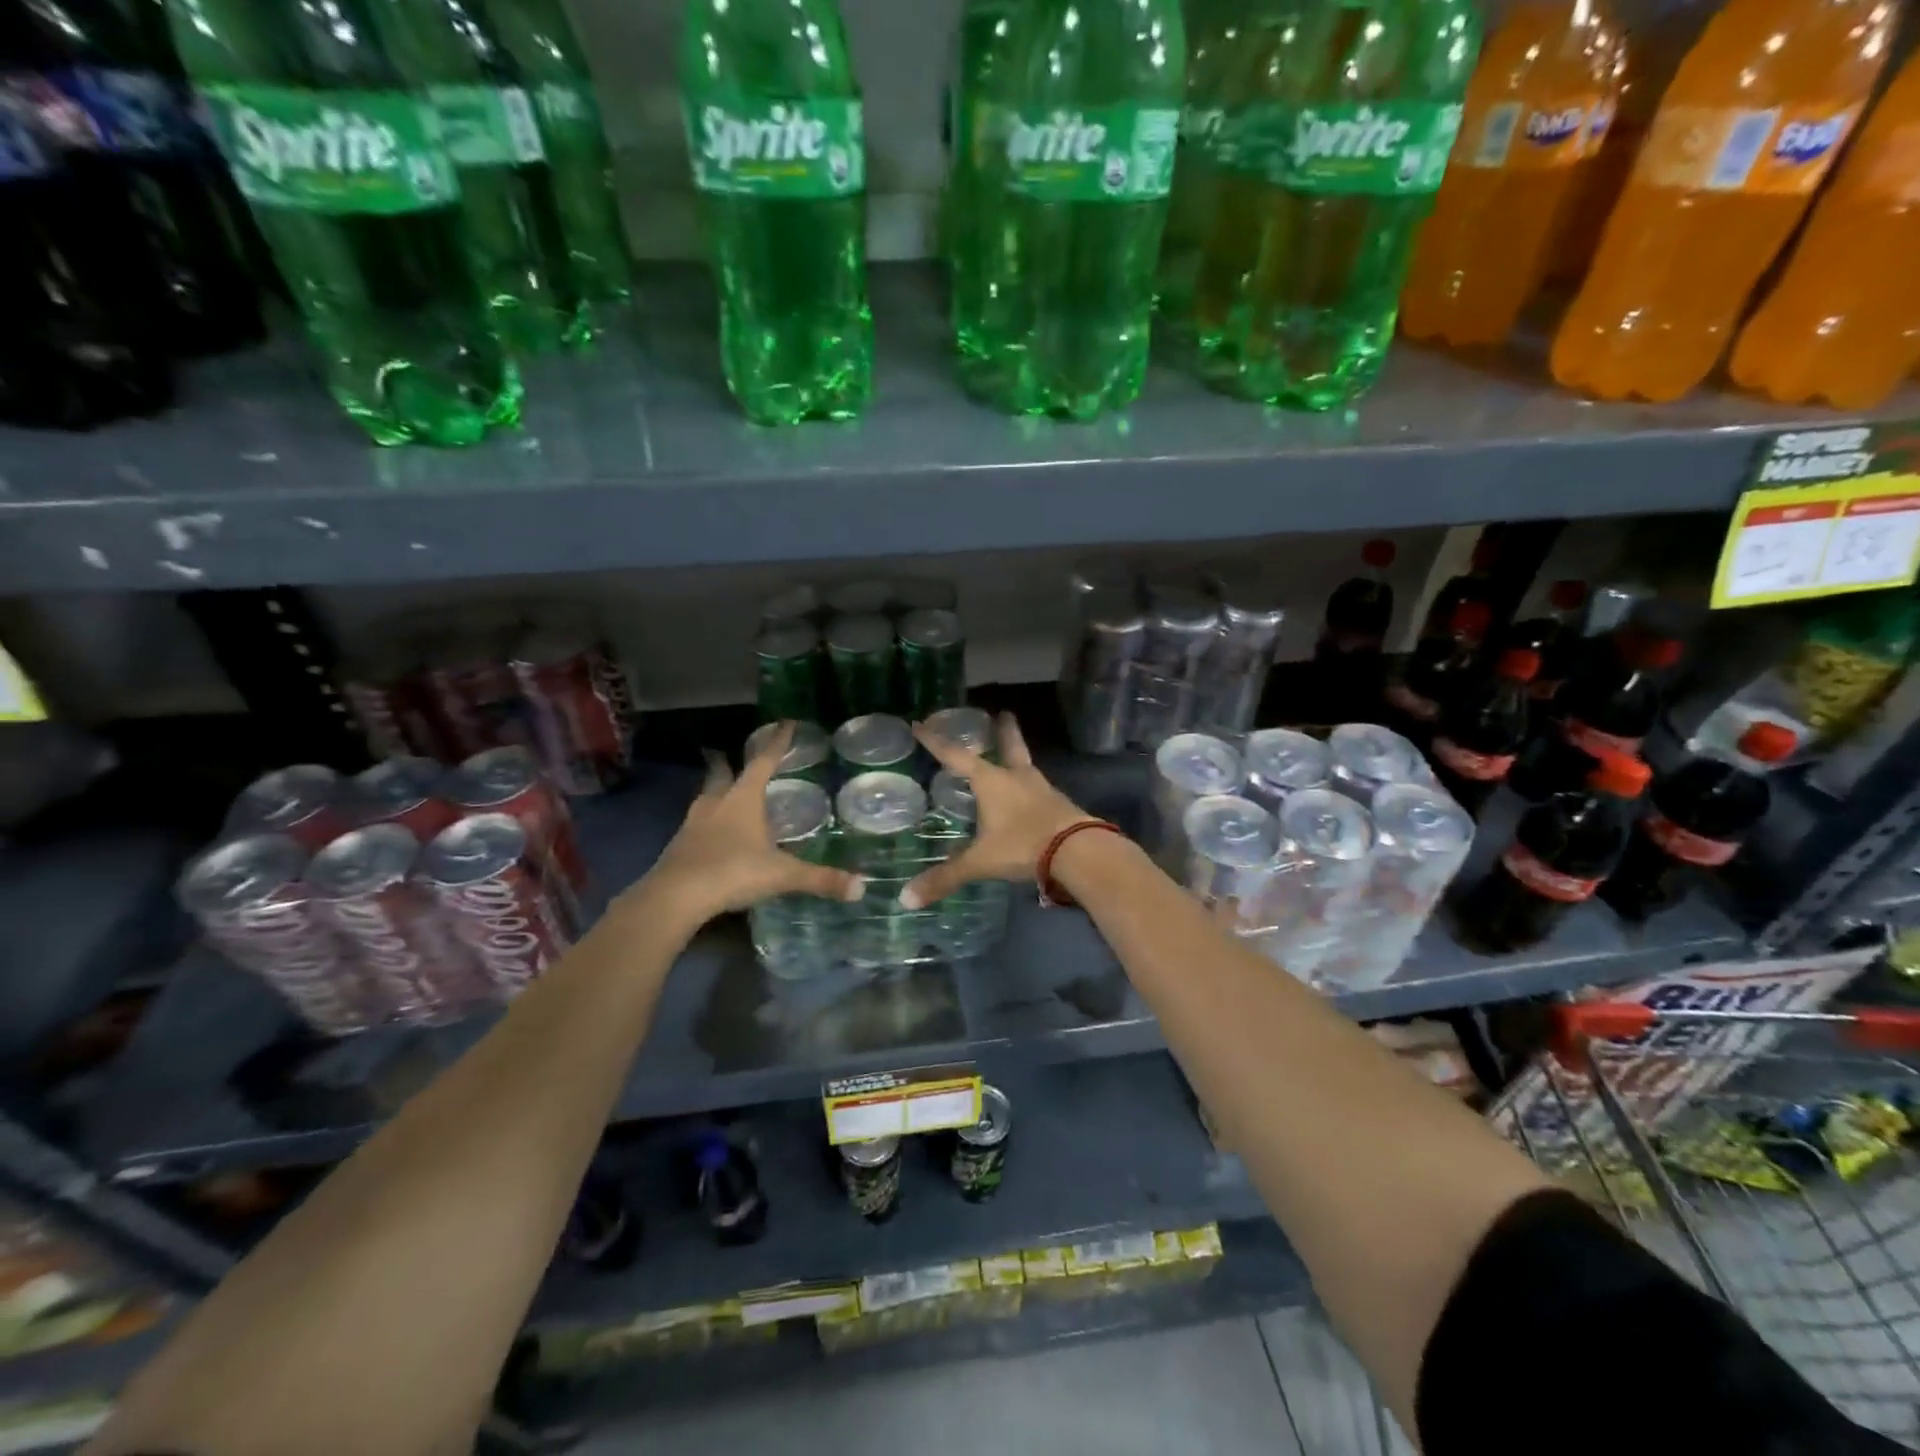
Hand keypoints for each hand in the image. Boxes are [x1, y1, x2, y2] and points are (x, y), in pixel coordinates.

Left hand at [634, 723, 863, 926]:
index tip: (785, 723)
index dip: (776, 743)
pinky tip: (712, 832)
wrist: (674, 897)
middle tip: (729, 753)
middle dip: (728, 762)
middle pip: (722, 774)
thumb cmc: (732, 872)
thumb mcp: (782, 875)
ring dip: (715, 790)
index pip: (764, 762)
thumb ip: (820, 879)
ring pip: (705, 797)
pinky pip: (696, 824)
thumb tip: (861, 888)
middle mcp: (717, 804)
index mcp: (743, 799)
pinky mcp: (679, 846)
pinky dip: (706, 820)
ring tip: (722, 790)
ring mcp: (693, 824)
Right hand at [898, 713, 1092, 908]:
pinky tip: (1028, 795)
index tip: (920, 724)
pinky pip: (1038, 789)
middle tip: (1003, 713)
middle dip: (1004, 731)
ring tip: (1012, 756)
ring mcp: (1042, 789)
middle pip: (1009, 747)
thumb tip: (906, 899)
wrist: (1078, 851)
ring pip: (1026, 766)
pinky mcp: (1059, 804)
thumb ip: (946, 878)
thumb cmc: (1022, 845)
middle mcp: (1017, 777)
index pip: (956, 756)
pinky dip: (1029, 786)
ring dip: (1017, 757)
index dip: (936, 742)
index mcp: (991, 781)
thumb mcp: (980, 862)